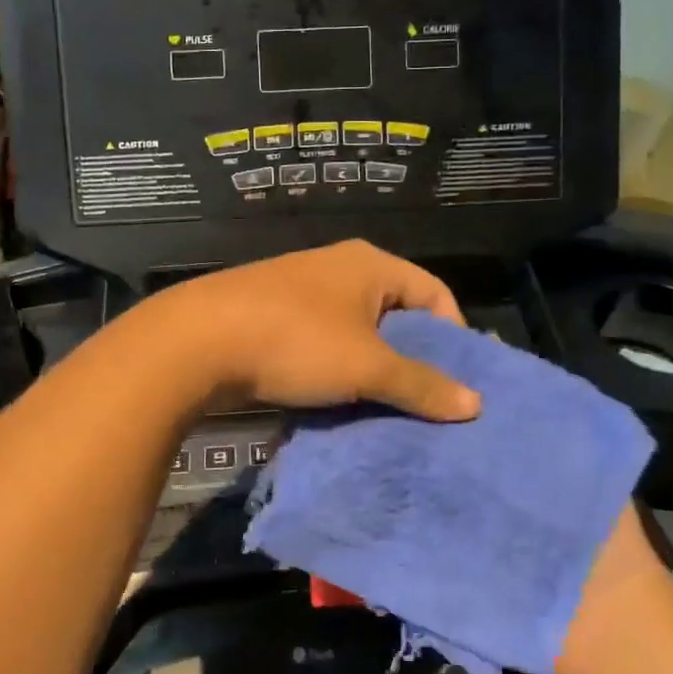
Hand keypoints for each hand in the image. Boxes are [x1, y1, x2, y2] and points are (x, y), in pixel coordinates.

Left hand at [139, 240, 482, 420]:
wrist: (197, 341)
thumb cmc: (296, 341)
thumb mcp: (367, 367)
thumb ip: (421, 384)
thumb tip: (475, 404)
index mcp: (370, 265)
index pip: (435, 293)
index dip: (453, 336)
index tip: (454, 381)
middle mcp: (338, 268)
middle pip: (396, 314)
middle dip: (412, 358)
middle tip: (424, 401)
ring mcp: (301, 290)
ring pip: (356, 332)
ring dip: (371, 368)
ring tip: (381, 408)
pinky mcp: (271, 315)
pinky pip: (322, 342)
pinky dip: (336, 369)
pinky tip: (335, 402)